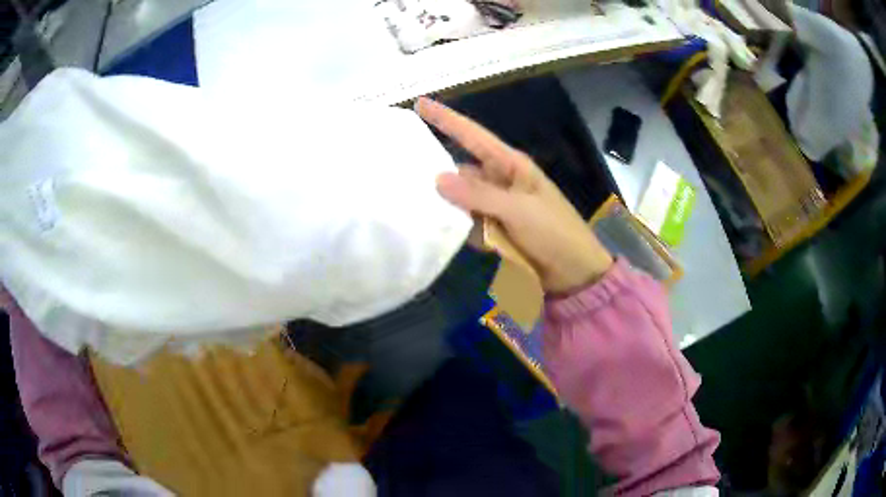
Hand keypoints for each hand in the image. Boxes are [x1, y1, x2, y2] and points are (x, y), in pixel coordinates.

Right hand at [416, 97, 613, 293]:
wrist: (574, 273)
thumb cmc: (555, 233)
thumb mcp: (519, 211)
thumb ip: (479, 196)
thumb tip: (437, 179)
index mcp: (510, 165)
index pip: (472, 135)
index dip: (446, 119)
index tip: (419, 103)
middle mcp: (499, 181)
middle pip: (460, 170)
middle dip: (436, 172)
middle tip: (401, 173)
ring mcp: (496, 206)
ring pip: (460, 199)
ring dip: (445, 206)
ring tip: (414, 207)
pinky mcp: (495, 229)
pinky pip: (467, 223)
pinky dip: (459, 229)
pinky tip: (442, 235)